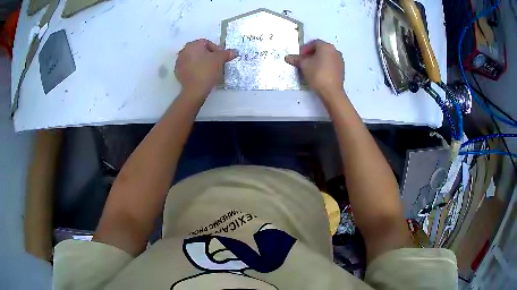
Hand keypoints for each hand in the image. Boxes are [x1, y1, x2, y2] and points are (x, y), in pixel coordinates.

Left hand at [175, 39, 236, 97]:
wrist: (195, 89)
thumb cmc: (207, 70)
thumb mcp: (220, 60)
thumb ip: (226, 53)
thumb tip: (233, 52)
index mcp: (193, 45)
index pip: (207, 43)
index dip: (216, 49)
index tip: (221, 57)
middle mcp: (184, 50)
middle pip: (199, 50)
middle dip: (207, 55)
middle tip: (215, 62)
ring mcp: (179, 61)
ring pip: (193, 58)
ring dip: (200, 61)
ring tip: (208, 69)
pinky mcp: (177, 72)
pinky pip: (188, 66)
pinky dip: (194, 68)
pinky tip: (200, 74)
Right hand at [285, 39, 344, 98]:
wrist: (331, 91)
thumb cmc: (317, 74)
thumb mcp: (304, 65)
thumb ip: (296, 59)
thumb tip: (288, 57)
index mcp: (326, 46)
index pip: (313, 43)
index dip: (305, 49)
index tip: (299, 56)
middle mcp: (335, 51)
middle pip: (321, 49)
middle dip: (311, 54)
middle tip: (303, 62)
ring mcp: (340, 60)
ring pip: (326, 57)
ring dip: (318, 60)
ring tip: (310, 68)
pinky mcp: (341, 69)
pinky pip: (330, 64)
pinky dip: (324, 65)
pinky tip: (318, 73)